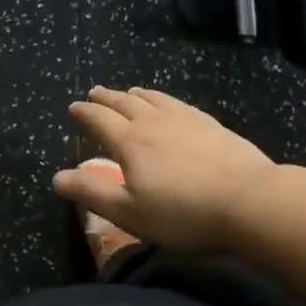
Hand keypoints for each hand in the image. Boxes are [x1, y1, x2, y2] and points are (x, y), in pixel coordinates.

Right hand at [53, 87, 283, 253]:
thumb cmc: (183, 213)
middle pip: (124, 103)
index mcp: (129, 142)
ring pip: (153, 98)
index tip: (74, 107)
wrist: (249, 200)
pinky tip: (170, 104)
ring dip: (135, 95)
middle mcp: (153, 122)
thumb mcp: (130, 213)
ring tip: (128, 92)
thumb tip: (57, 177)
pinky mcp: (210, 124)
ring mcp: (184, 119)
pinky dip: (164, 99)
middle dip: (106, 98)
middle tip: (95, 93)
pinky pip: (178, 103)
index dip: (84, 113)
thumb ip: (92, 193)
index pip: (99, 120)